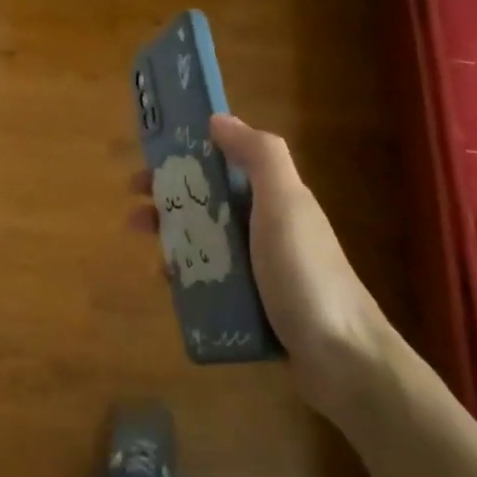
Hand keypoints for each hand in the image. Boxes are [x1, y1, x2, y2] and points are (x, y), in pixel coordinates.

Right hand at [129, 114, 398, 424]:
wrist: (342, 358)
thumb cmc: (305, 273)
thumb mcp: (284, 203)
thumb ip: (258, 155)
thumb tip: (218, 119)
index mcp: (275, 197)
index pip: (225, 163)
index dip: (187, 157)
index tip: (151, 162)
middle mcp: (267, 227)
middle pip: (209, 203)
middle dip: (170, 201)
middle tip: (135, 212)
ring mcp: (262, 267)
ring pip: (206, 241)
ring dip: (173, 239)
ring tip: (146, 250)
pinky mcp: (254, 304)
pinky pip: (211, 280)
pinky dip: (187, 276)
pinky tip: (168, 284)